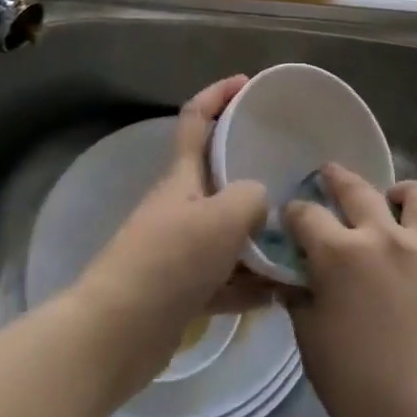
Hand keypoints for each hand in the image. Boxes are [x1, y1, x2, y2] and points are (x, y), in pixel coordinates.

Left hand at [71, 76, 270, 398]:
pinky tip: (281, 294)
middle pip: (219, 177)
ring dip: (259, 239)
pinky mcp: (183, 291)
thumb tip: (260, 203)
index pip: (197, 119)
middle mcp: (180, 206)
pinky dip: (250, 284)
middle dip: (254, 174)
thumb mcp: (223, 217)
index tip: (247, 83)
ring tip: (299, 242)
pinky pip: (226, 278)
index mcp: (182, 177)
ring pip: (228, 233)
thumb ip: (252, 198)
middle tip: (294, 176)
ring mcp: (180, 250)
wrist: (117, 333)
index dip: (219, 94)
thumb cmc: (170, 261)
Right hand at [285, 165, 416, 416]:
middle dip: (336, 178)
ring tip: (392, 203)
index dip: (294, 214)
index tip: (290, 219)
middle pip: (355, 188)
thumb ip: (301, 301)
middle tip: (329, 176)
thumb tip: (292, 278)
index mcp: (340, 255)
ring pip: (414, 191)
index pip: (306, 215)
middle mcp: (383, 234)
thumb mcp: (314, 346)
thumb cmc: (365, 393)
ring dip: (398, 193)